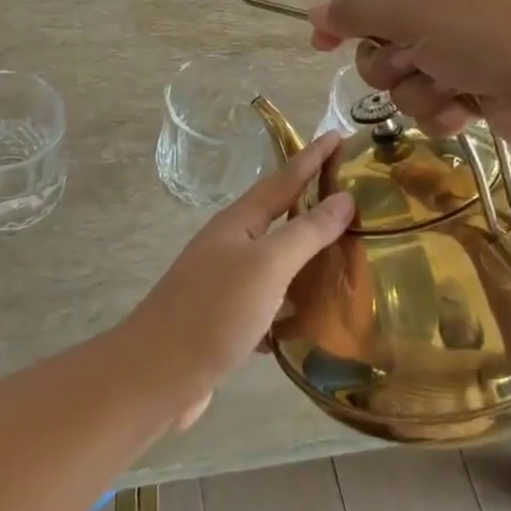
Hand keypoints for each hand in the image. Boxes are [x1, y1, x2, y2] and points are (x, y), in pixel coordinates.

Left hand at [118, 133, 354, 429]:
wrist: (156, 375)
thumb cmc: (213, 311)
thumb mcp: (266, 266)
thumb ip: (306, 232)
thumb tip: (343, 197)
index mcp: (238, 223)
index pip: (284, 179)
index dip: (312, 158)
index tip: (340, 134)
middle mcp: (230, 246)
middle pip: (278, 216)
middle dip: (312, 203)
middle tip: (354, 195)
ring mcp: (225, 283)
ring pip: (275, 260)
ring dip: (306, 254)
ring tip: (346, 253)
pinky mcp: (226, 320)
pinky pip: (270, 300)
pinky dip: (294, 301)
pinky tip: (316, 315)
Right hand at [307, 0, 510, 148]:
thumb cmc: (482, 33)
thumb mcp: (410, 11)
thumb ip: (355, 11)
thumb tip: (313, 10)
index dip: (343, 21)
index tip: (319, 47)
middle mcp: (445, 6)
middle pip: (381, 41)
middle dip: (387, 62)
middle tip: (410, 64)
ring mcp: (464, 49)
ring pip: (405, 78)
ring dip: (417, 91)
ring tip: (448, 91)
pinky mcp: (479, 88)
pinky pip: (433, 103)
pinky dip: (442, 111)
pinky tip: (465, 112)